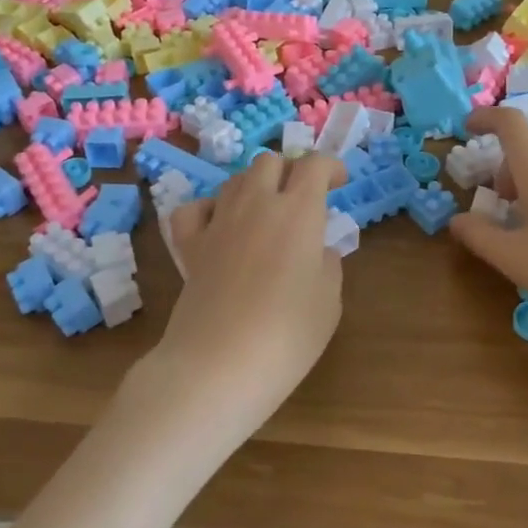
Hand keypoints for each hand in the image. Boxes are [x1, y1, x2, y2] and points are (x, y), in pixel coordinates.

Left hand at [136, 152, 346, 441]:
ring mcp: (218, 221)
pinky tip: (219, 226)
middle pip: (270, 162)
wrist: (217, 365)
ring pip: (236, 180)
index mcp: (298, 211)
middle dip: (289, 171)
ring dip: (255, 187)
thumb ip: (328, 265)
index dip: (329, 166)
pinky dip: (209, 210)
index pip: (314, 164)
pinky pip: (195, 209)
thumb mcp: (329, 302)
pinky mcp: (189, 245)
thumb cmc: (286, 335)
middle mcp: (256, 204)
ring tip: (266, 214)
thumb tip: (318, 251)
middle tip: (302, 198)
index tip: (339, 182)